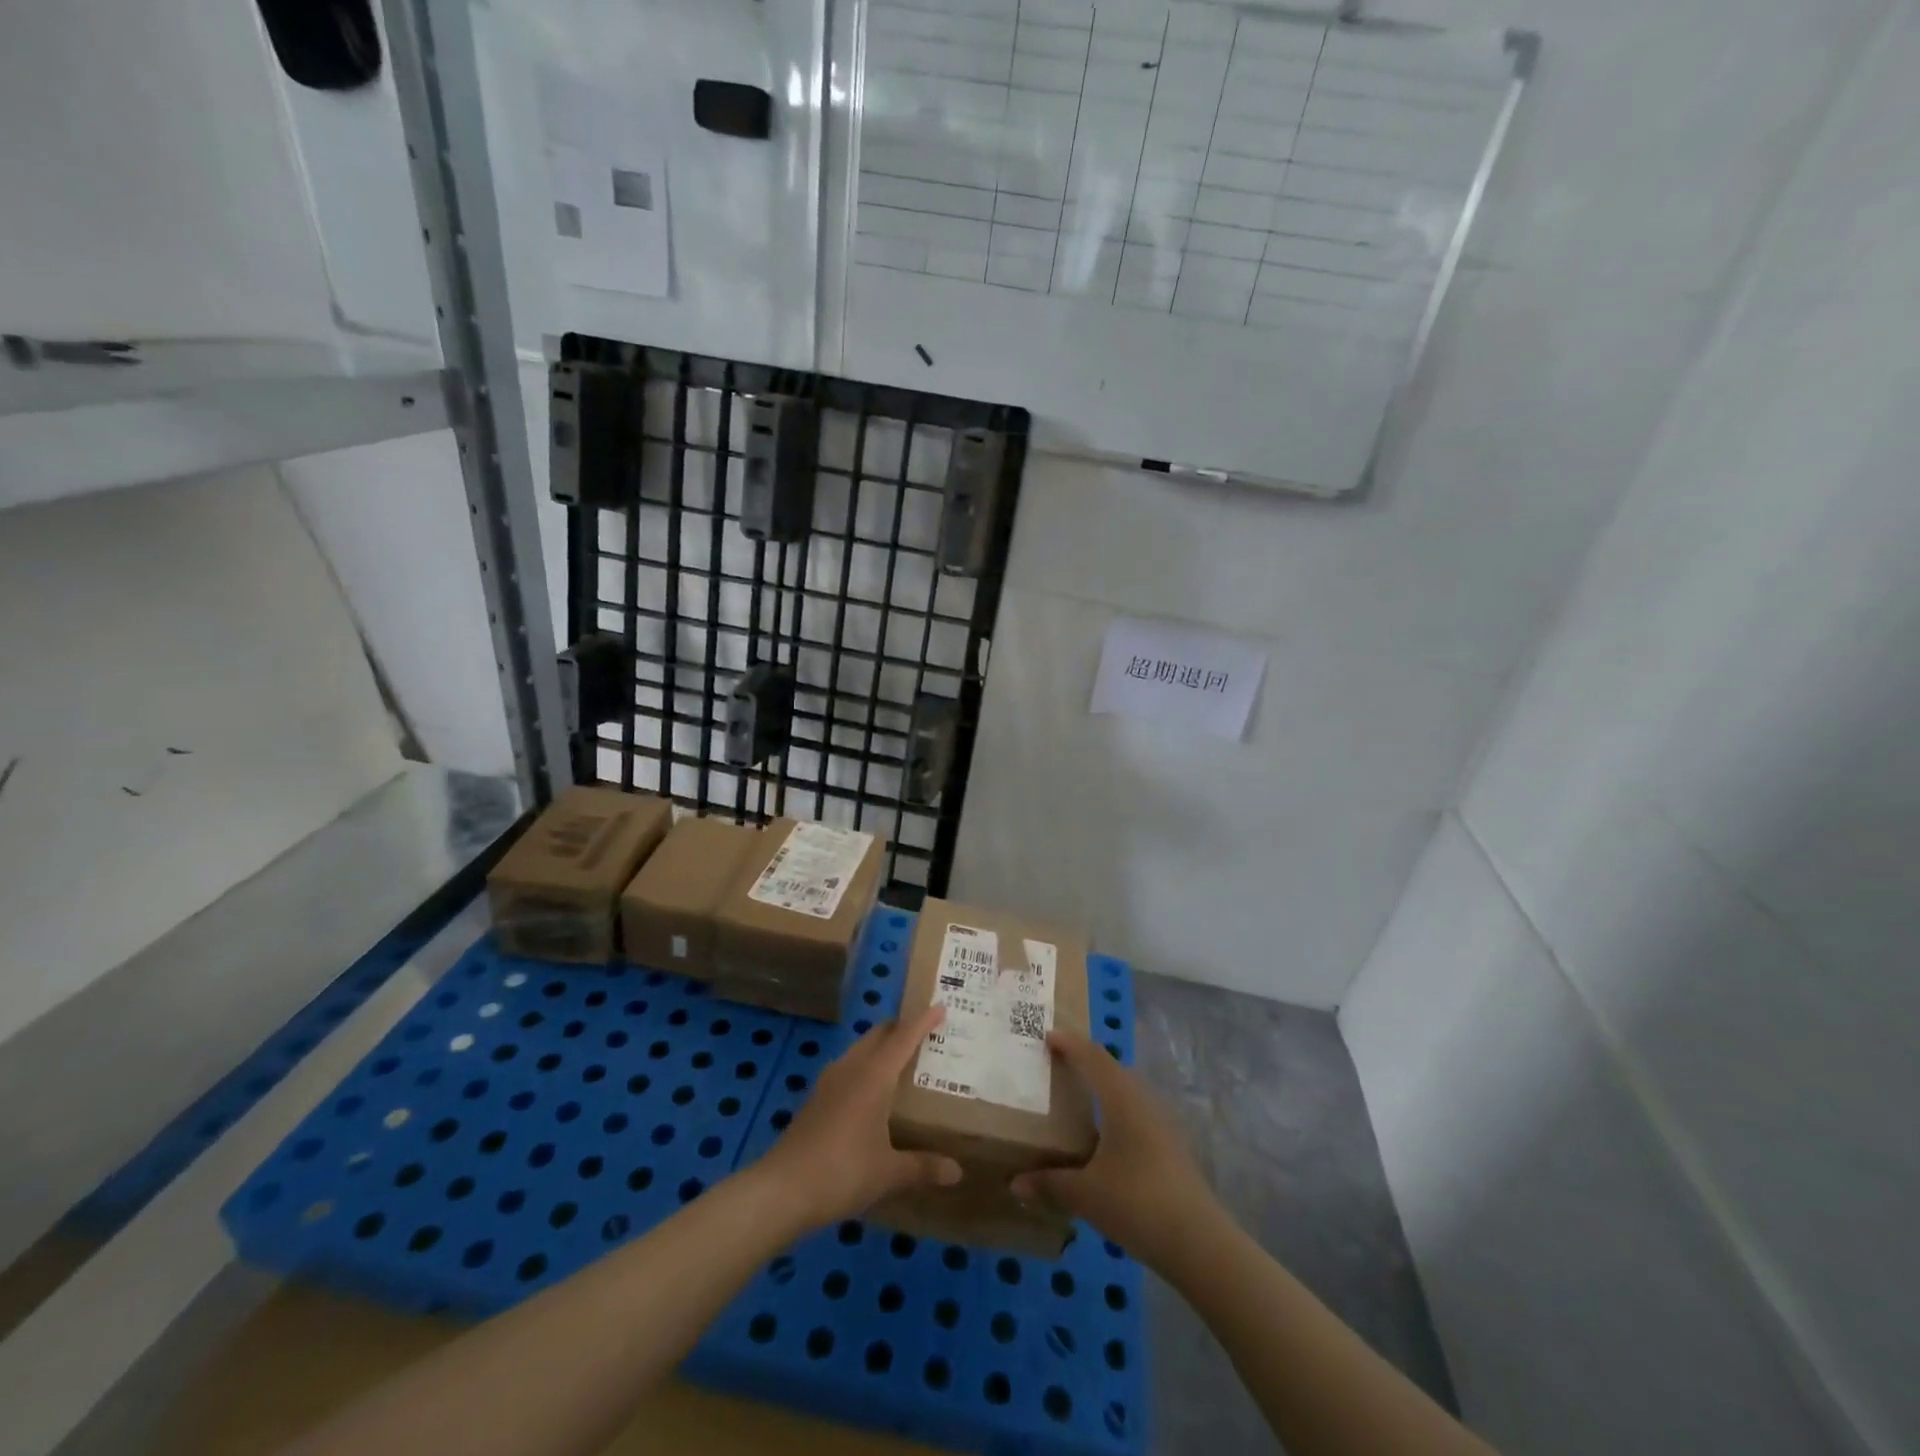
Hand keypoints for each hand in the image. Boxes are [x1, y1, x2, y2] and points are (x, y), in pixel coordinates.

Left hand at [753, 1006, 961, 1229]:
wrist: (782, 1189)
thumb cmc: (842, 1172)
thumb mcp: (888, 1173)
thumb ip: (923, 1167)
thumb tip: (957, 1172)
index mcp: (874, 1076)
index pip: (903, 1038)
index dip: (922, 1021)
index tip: (940, 1006)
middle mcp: (852, 1069)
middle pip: (879, 1035)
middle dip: (901, 1028)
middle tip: (925, 1033)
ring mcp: (829, 1081)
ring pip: (860, 1049)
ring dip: (881, 1045)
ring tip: (901, 1058)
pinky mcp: (816, 1097)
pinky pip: (847, 1067)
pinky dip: (865, 1065)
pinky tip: (870, 1089)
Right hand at [1010, 1031, 1217, 1271]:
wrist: (1199, 1242)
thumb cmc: (1137, 1204)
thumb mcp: (1085, 1194)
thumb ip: (1049, 1184)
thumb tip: (1015, 1184)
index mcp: (1121, 1098)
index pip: (1092, 1057)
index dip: (1069, 1043)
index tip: (1046, 1035)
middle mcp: (1143, 1100)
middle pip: (1112, 1068)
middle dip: (1085, 1060)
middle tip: (1057, 1062)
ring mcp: (1162, 1122)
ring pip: (1127, 1089)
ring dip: (1103, 1084)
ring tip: (1078, 1093)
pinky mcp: (1170, 1145)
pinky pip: (1136, 1110)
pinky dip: (1115, 1108)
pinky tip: (1104, 1133)